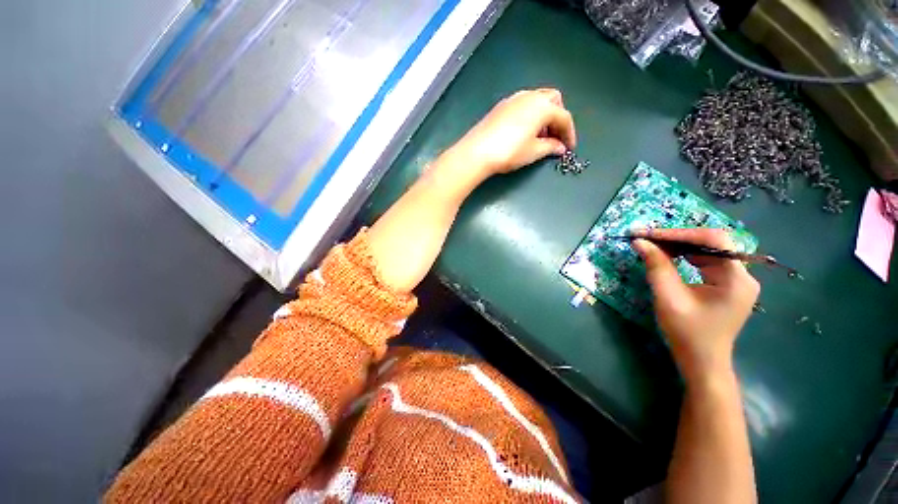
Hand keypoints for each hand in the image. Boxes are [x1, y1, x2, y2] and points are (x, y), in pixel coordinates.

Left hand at [451, 88, 576, 175]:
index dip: (569, 133)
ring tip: (539, 136)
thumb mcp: (533, 152)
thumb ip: (550, 147)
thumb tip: (560, 147)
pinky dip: (530, 114)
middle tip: (555, 137)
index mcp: (542, 106)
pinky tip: (524, 131)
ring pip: (537, 100)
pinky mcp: (500, 106)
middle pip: (553, 100)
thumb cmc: (509, 152)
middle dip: (558, 118)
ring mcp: (513, 99)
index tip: (569, 147)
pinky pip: (522, 105)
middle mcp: (529, 97)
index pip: (564, 117)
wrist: (477, 152)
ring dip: (543, 115)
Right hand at [633, 229, 759, 383]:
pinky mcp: (727, 285)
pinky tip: (668, 256)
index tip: (648, 234)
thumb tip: (639, 242)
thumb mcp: (668, 297)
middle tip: (646, 238)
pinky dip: (685, 256)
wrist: (701, 361)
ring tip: (652, 245)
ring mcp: (736, 280)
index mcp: (736, 279)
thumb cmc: (687, 332)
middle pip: (711, 243)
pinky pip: (706, 261)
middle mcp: (742, 275)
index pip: (713, 240)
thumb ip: (656, 267)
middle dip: (677, 238)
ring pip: (708, 250)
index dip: (679, 233)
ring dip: (679, 246)